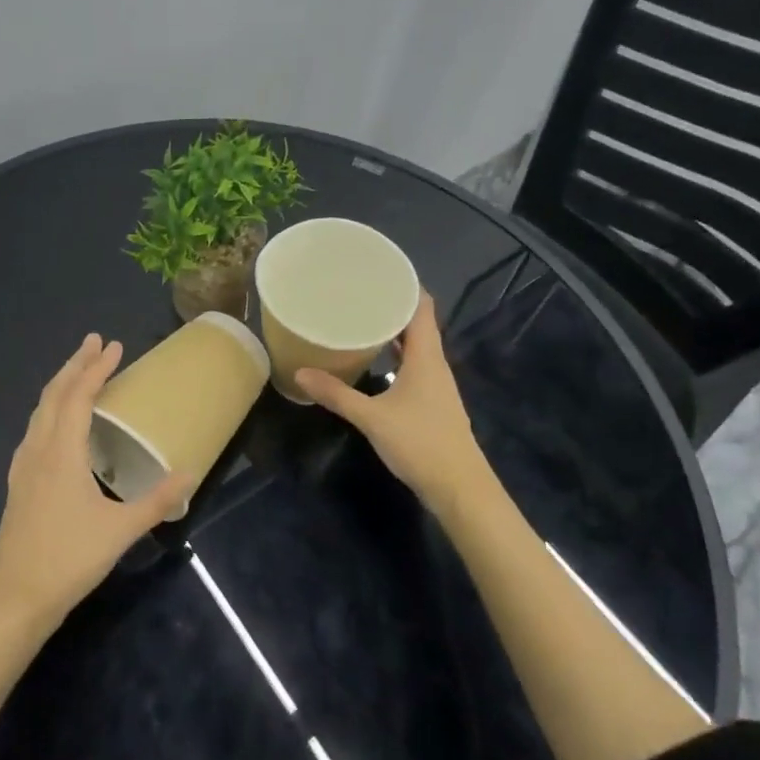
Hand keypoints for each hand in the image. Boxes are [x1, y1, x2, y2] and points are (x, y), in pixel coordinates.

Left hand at [0, 334, 193, 633]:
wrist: (15, 599)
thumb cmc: (69, 560)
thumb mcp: (120, 531)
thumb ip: (156, 501)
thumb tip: (188, 474)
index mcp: (62, 454)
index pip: (79, 397)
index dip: (97, 369)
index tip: (114, 346)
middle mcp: (38, 450)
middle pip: (54, 395)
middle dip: (75, 365)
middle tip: (95, 342)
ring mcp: (23, 467)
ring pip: (39, 411)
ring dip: (60, 385)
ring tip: (78, 372)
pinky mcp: (18, 484)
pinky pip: (34, 430)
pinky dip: (49, 411)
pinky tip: (55, 424)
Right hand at [294, 291, 492, 523]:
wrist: (460, 488)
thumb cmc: (420, 444)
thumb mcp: (372, 418)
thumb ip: (336, 395)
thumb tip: (299, 374)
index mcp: (426, 356)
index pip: (422, 306)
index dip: (405, 284)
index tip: (377, 270)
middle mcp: (435, 363)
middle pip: (417, 323)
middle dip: (391, 305)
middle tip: (357, 292)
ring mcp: (436, 384)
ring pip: (415, 345)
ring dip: (393, 331)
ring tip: (359, 319)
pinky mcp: (431, 402)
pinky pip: (413, 365)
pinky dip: (394, 354)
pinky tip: (373, 360)